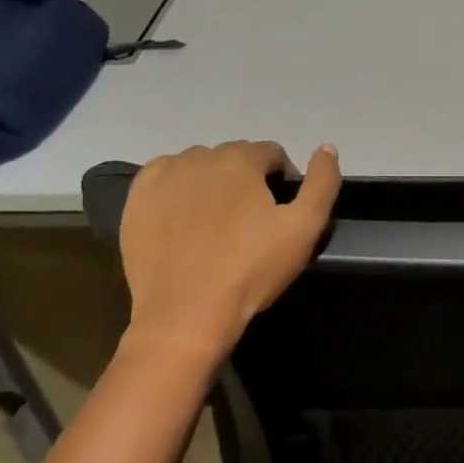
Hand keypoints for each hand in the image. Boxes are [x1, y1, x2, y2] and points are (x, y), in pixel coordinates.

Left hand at [117, 141, 340, 363]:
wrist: (186, 314)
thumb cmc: (251, 270)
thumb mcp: (304, 229)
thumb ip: (321, 183)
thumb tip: (326, 148)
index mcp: (241, 160)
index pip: (271, 153)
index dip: (282, 178)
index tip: (281, 211)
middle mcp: (199, 157)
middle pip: (234, 156)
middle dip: (247, 178)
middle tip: (251, 220)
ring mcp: (163, 177)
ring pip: (198, 165)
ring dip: (212, 181)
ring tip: (217, 221)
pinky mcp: (137, 200)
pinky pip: (162, 177)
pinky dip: (176, 188)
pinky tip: (183, 217)